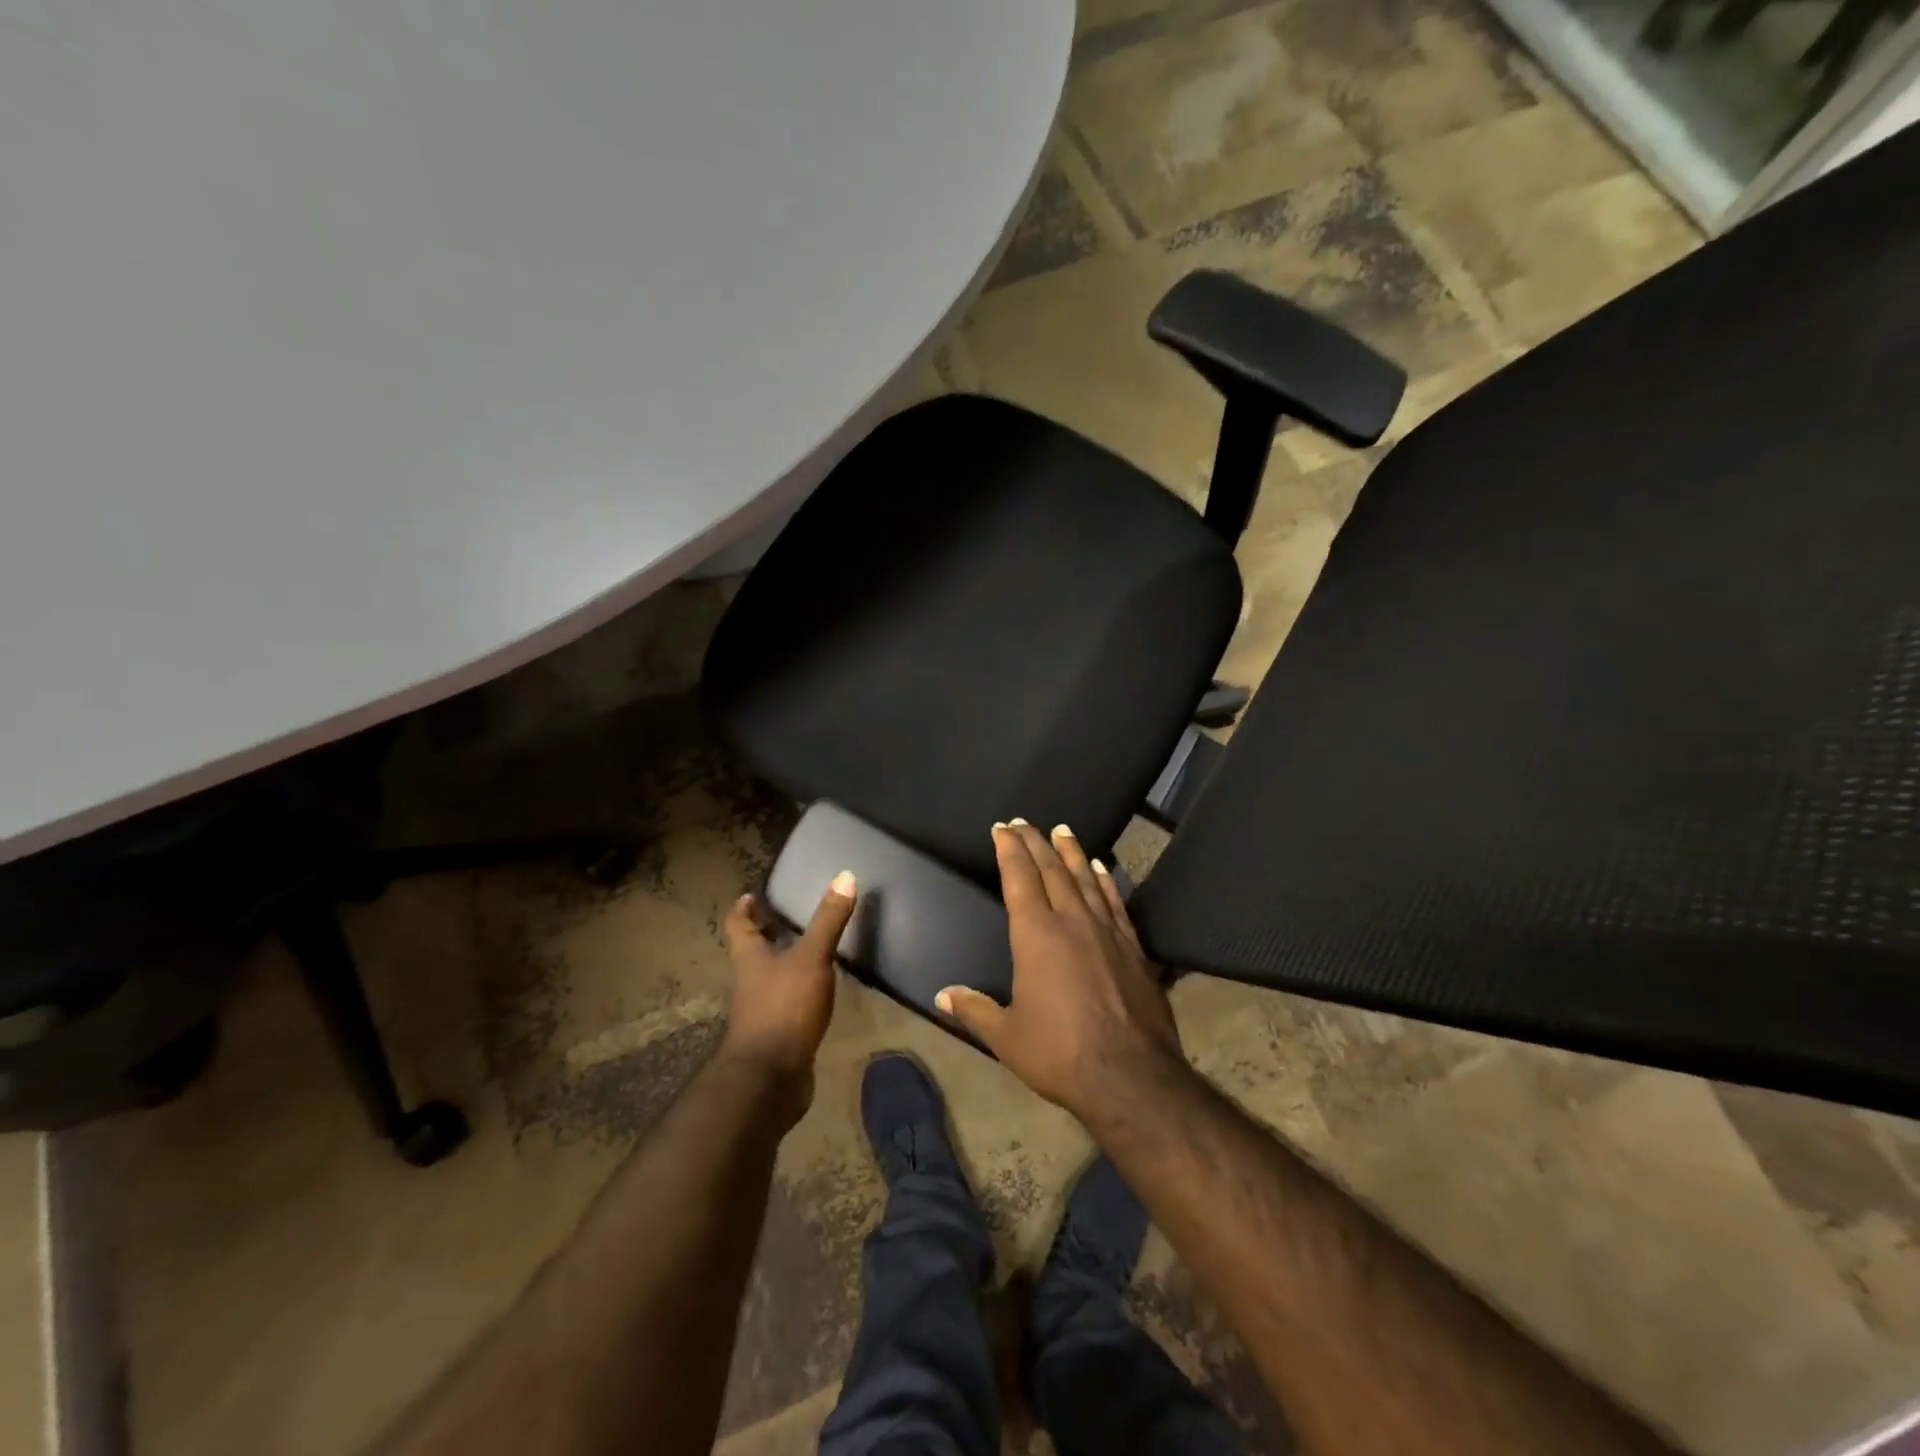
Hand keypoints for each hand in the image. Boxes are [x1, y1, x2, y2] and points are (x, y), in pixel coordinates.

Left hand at [719, 872, 855, 1106]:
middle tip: (786, 917)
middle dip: (765, 933)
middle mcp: (750, 981)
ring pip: (769, 977)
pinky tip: (819, 990)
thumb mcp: (811, 958)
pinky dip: (798, 991)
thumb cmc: (784, 1008)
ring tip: (810, 948)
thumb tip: (845, 876)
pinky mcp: (778, 1034)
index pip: (737, 924)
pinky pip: (786, 1003)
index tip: (753, 895)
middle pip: (751, 951)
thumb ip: (828, 920)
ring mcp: (762, 1010)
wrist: (769, 1079)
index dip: (743, 908)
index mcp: (749, 958)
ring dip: (783, 962)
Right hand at [936, 822, 1184, 1123]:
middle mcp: (1072, 921)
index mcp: (1036, 935)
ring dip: (1071, 851)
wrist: (1130, 1076)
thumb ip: (974, 1010)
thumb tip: (942, 995)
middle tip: (1024, 823)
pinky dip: (1106, 880)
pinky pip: (1116, 902)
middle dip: (1035, 842)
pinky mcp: (1133, 947)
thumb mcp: (1007, 1037)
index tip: (1002, 829)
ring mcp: (1106, 931)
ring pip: (1085, 878)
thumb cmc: (1059, 1053)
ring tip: (1062, 830)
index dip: (1009, 850)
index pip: (1019, 878)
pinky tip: (1101, 867)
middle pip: (1052, 869)